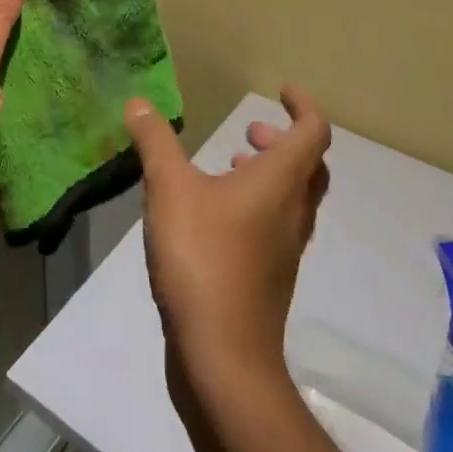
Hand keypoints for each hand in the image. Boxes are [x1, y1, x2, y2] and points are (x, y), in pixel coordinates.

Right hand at [125, 85, 331, 380]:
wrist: (223, 360)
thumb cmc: (203, 259)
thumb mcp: (169, 188)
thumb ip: (155, 142)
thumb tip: (139, 102)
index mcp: (280, 184)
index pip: (313, 133)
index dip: (303, 106)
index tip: (281, 91)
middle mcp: (292, 214)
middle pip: (309, 167)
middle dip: (284, 141)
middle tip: (251, 131)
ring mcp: (284, 252)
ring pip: (292, 199)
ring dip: (269, 174)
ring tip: (229, 164)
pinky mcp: (268, 280)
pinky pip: (274, 227)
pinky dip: (255, 205)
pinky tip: (213, 214)